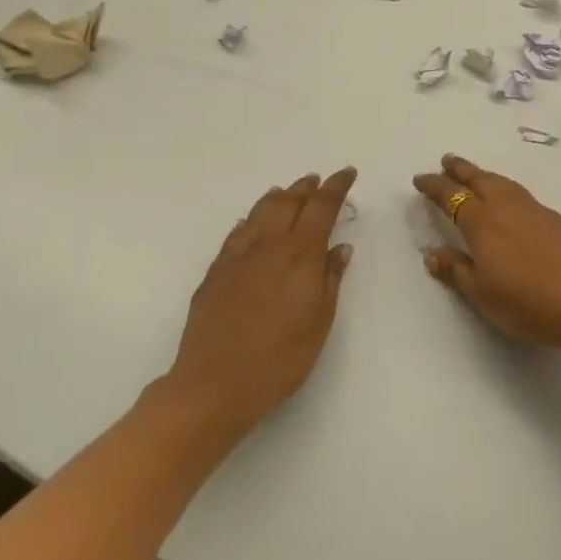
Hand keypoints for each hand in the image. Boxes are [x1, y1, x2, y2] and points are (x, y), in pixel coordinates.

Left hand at [161, 168, 356, 435]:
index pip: (322, 206)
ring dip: (278, 197)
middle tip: (318, 180)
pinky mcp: (215, 272)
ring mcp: (237, 256)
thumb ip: (330, 278)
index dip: (336, 187)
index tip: (347, 173)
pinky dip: (250, 220)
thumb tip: (339, 247)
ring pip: (259, 212)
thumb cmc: (279, 358)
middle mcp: (268, 244)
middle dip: (306, 188)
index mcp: (299, 253)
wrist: (213, 385)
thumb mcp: (320, 321)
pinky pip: (237, 233)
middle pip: (289, 202)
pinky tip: (251, 224)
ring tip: (287, 191)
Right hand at [413, 155, 560, 352]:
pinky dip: (505, 187)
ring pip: (502, 182)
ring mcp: (534, 209)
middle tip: (446, 161)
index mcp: (482, 222)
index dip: (434, 187)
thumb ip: (456, 270)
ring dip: (483, 175)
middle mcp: (506, 207)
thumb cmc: (528, 302)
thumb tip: (432, 252)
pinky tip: (508, 198)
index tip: (420, 179)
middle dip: (460, 169)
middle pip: (479, 179)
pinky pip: (519, 192)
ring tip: (474, 174)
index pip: (451, 197)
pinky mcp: (555, 218)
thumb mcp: (482, 293)